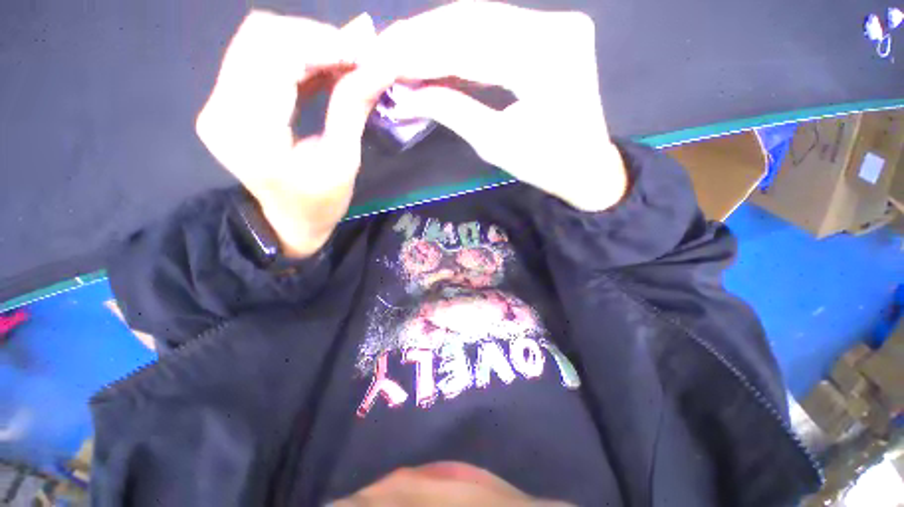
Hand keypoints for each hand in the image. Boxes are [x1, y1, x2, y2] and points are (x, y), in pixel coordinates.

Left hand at [196, 11, 392, 257]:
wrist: (289, 222)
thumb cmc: (321, 203)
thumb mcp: (344, 161)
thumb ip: (353, 107)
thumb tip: (380, 64)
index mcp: (251, 131)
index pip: (275, 53)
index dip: (323, 42)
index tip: (365, 53)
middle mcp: (221, 108)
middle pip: (262, 36)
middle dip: (317, 38)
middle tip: (357, 56)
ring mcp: (217, 101)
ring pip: (259, 40)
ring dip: (308, 44)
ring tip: (346, 62)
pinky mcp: (225, 100)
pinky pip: (258, 58)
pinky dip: (295, 56)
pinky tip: (325, 67)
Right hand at [369, 2, 626, 211]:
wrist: (586, 167)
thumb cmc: (545, 165)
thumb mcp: (494, 144)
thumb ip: (451, 110)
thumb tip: (406, 95)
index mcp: (544, 58)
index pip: (467, 45)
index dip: (419, 53)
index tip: (381, 61)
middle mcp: (553, 25)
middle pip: (472, 20)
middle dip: (423, 37)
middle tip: (384, 50)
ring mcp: (554, 24)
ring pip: (481, 19)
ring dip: (438, 35)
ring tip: (401, 50)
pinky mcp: (549, 32)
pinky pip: (496, 30)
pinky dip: (462, 41)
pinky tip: (434, 51)